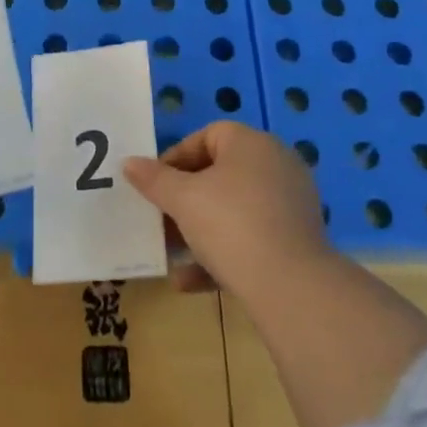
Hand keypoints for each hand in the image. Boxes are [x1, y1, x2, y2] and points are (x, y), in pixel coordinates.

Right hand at [124, 122, 331, 298]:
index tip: (154, 185)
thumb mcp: (183, 200)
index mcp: (251, 143)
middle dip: (184, 199)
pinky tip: (188, 282)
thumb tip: (129, 163)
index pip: (206, 137)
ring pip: (233, 211)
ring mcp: (290, 205)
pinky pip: (251, 239)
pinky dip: (221, 255)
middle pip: (219, 174)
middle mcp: (275, 165)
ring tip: (170, 252)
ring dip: (199, 230)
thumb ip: (154, 179)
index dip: (175, 159)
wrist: (293, 290)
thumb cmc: (232, 225)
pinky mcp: (297, 243)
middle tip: (159, 218)